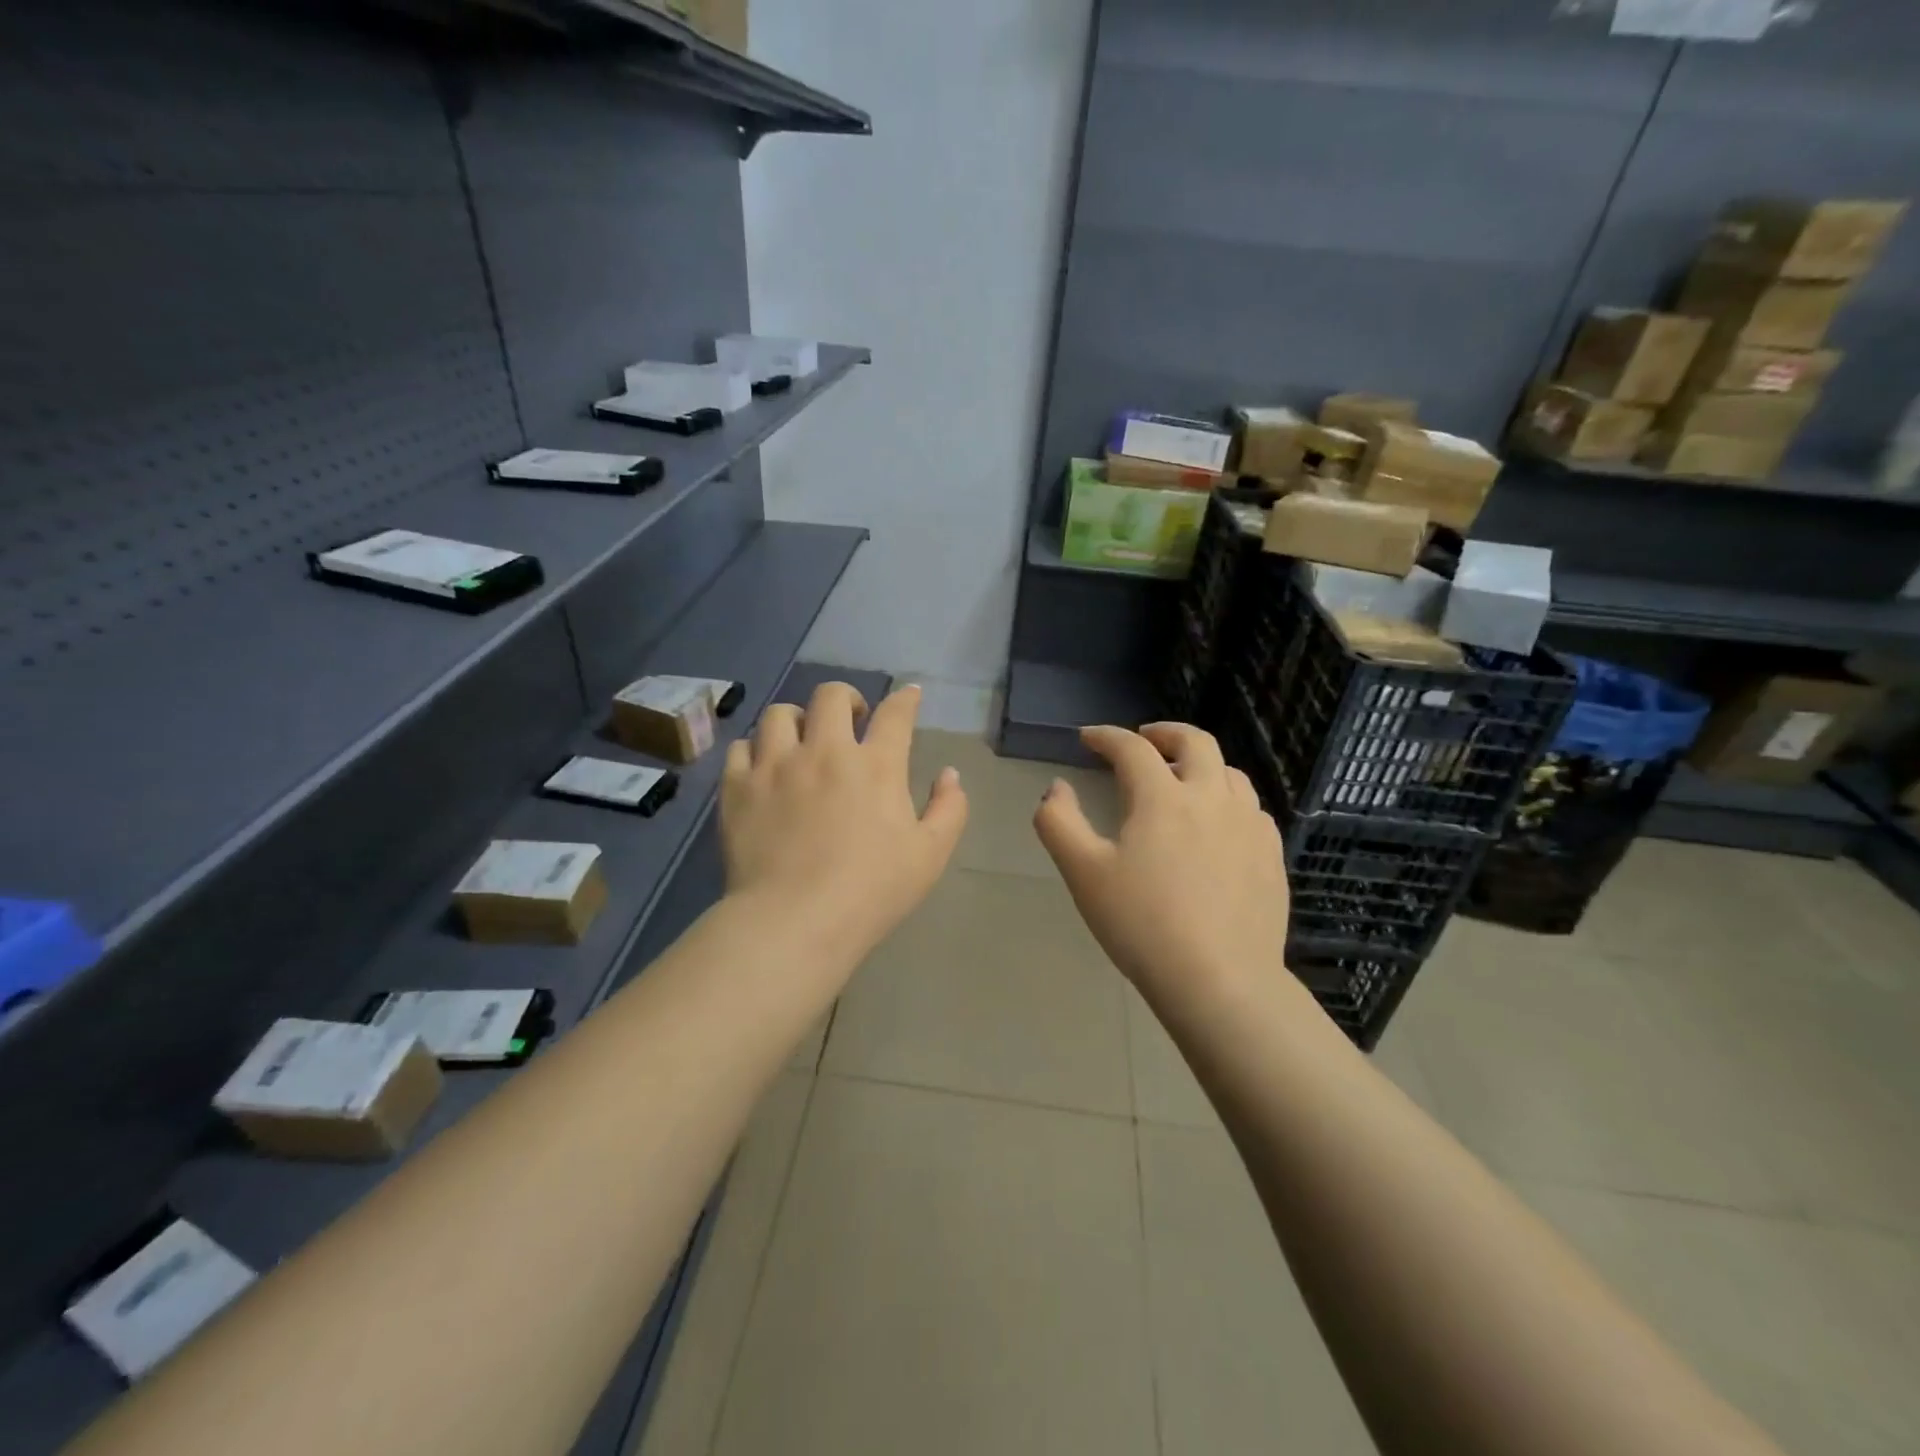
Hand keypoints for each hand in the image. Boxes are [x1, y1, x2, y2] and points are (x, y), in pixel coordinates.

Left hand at [720, 682, 966, 968]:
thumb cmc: (871, 892)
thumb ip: (949, 809)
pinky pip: (741, 748)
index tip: (910, 695)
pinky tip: (762, 768)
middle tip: (851, 721)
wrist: (795, 922)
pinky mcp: (738, 788)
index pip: (896, 714)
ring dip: (797, 720)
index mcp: (876, 765)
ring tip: (801, 741)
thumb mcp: (930, 856)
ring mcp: (775, 766)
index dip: (906, 699)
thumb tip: (949, 774)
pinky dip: (754, 751)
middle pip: (831, 696)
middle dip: (846, 698)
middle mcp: (824, 751)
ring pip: (779, 714)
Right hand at [1034, 723, 1290, 1010]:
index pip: (1131, 748)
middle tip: (1144, 739)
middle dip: (1165, 732)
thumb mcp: (1083, 872)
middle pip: (1195, 742)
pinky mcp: (1271, 856)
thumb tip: (1056, 787)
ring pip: (1230, 773)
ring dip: (1201, 765)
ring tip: (1182, 780)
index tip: (1088, 738)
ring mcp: (1249, 826)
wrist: (1220, 981)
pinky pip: (1251, 810)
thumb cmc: (1142, 924)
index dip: (1106, 736)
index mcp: (1163, 797)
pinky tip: (1219, 825)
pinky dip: (1228, 800)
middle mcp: (1212, 798)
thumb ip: (1058, 822)